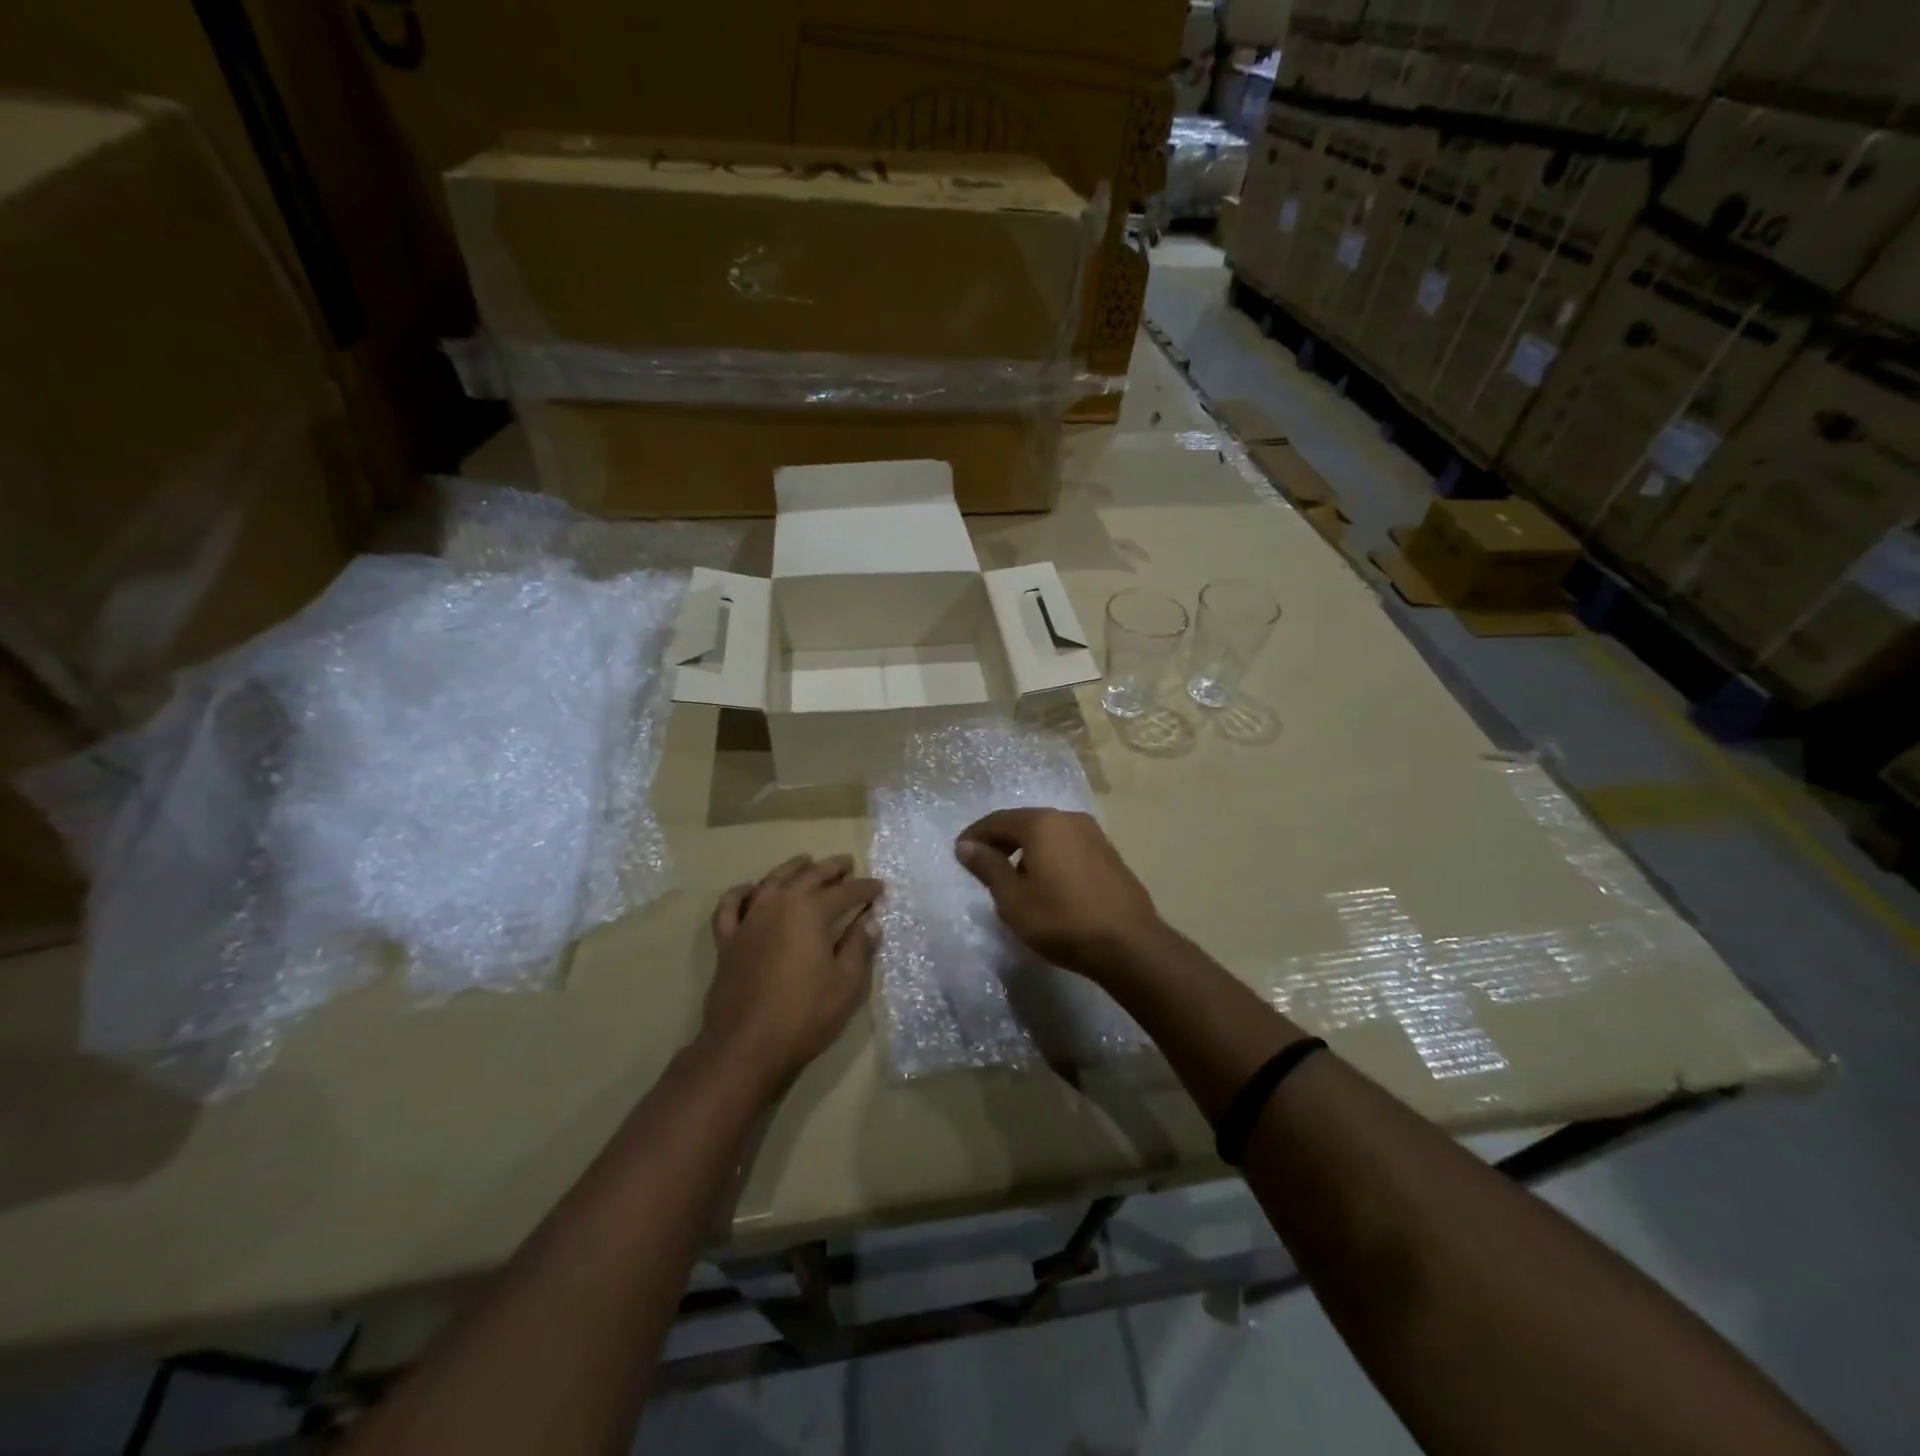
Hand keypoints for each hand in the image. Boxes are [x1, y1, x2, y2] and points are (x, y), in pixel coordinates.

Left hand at [701, 854, 882, 1095]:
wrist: (745, 1047)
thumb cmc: (804, 1015)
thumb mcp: (846, 984)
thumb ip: (859, 947)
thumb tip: (870, 920)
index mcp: (810, 911)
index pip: (845, 892)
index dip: (865, 888)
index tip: (880, 888)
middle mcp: (778, 905)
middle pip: (808, 876)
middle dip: (831, 868)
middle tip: (848, 863)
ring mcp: (749, 920)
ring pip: (771, 881)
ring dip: (792, 868)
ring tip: (806, 862)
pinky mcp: (727, 941)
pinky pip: (731, 906)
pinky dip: (741, 892)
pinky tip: (751, 889)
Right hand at [954, 809, 1166, 981]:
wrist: (1129, 944)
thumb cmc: (1061, 920)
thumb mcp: (1013, 898)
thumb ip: (988, 867)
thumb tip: (966, 846)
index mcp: (1043, 823)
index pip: (998, 820)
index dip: (975, 836)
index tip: (959, 854)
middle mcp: (1069, 819)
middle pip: (1025, 823)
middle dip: (1000, 841)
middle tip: (982, 866)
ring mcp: (1094, 835)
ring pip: (1048, 835)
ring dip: (1026, 850)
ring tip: (1012, 879)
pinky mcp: (1109, 854)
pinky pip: (1068, 847)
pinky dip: (1049, 857)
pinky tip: (1046, 884)